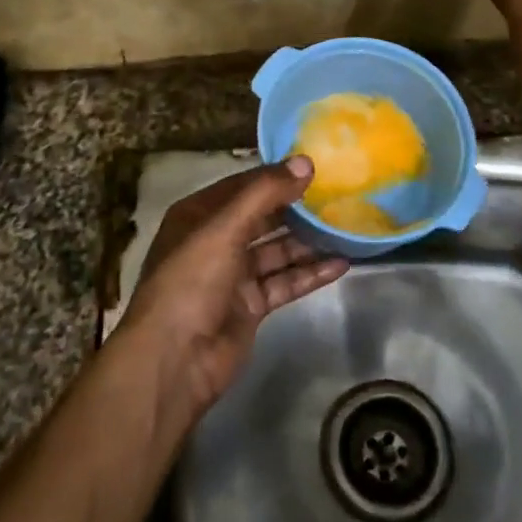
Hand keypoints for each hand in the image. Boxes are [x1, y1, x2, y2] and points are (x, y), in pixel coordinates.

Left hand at [117, 158, 349, 415]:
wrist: (174, 360)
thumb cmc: (191, 281)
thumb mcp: (224, 228)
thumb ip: (265, 193)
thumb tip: (305, 161)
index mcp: (198, 215)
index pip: (243, 186)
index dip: (276, 175)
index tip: (316, 166)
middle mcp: (214, 241)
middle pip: (262, 217)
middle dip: (296, 208)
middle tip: (339, 194)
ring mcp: (232, 276)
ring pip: (277, 251)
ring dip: (308, 241)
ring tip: (347, 226)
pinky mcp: (250, 306)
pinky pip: (284, 283)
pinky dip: (309, 274)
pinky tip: (341, 264)